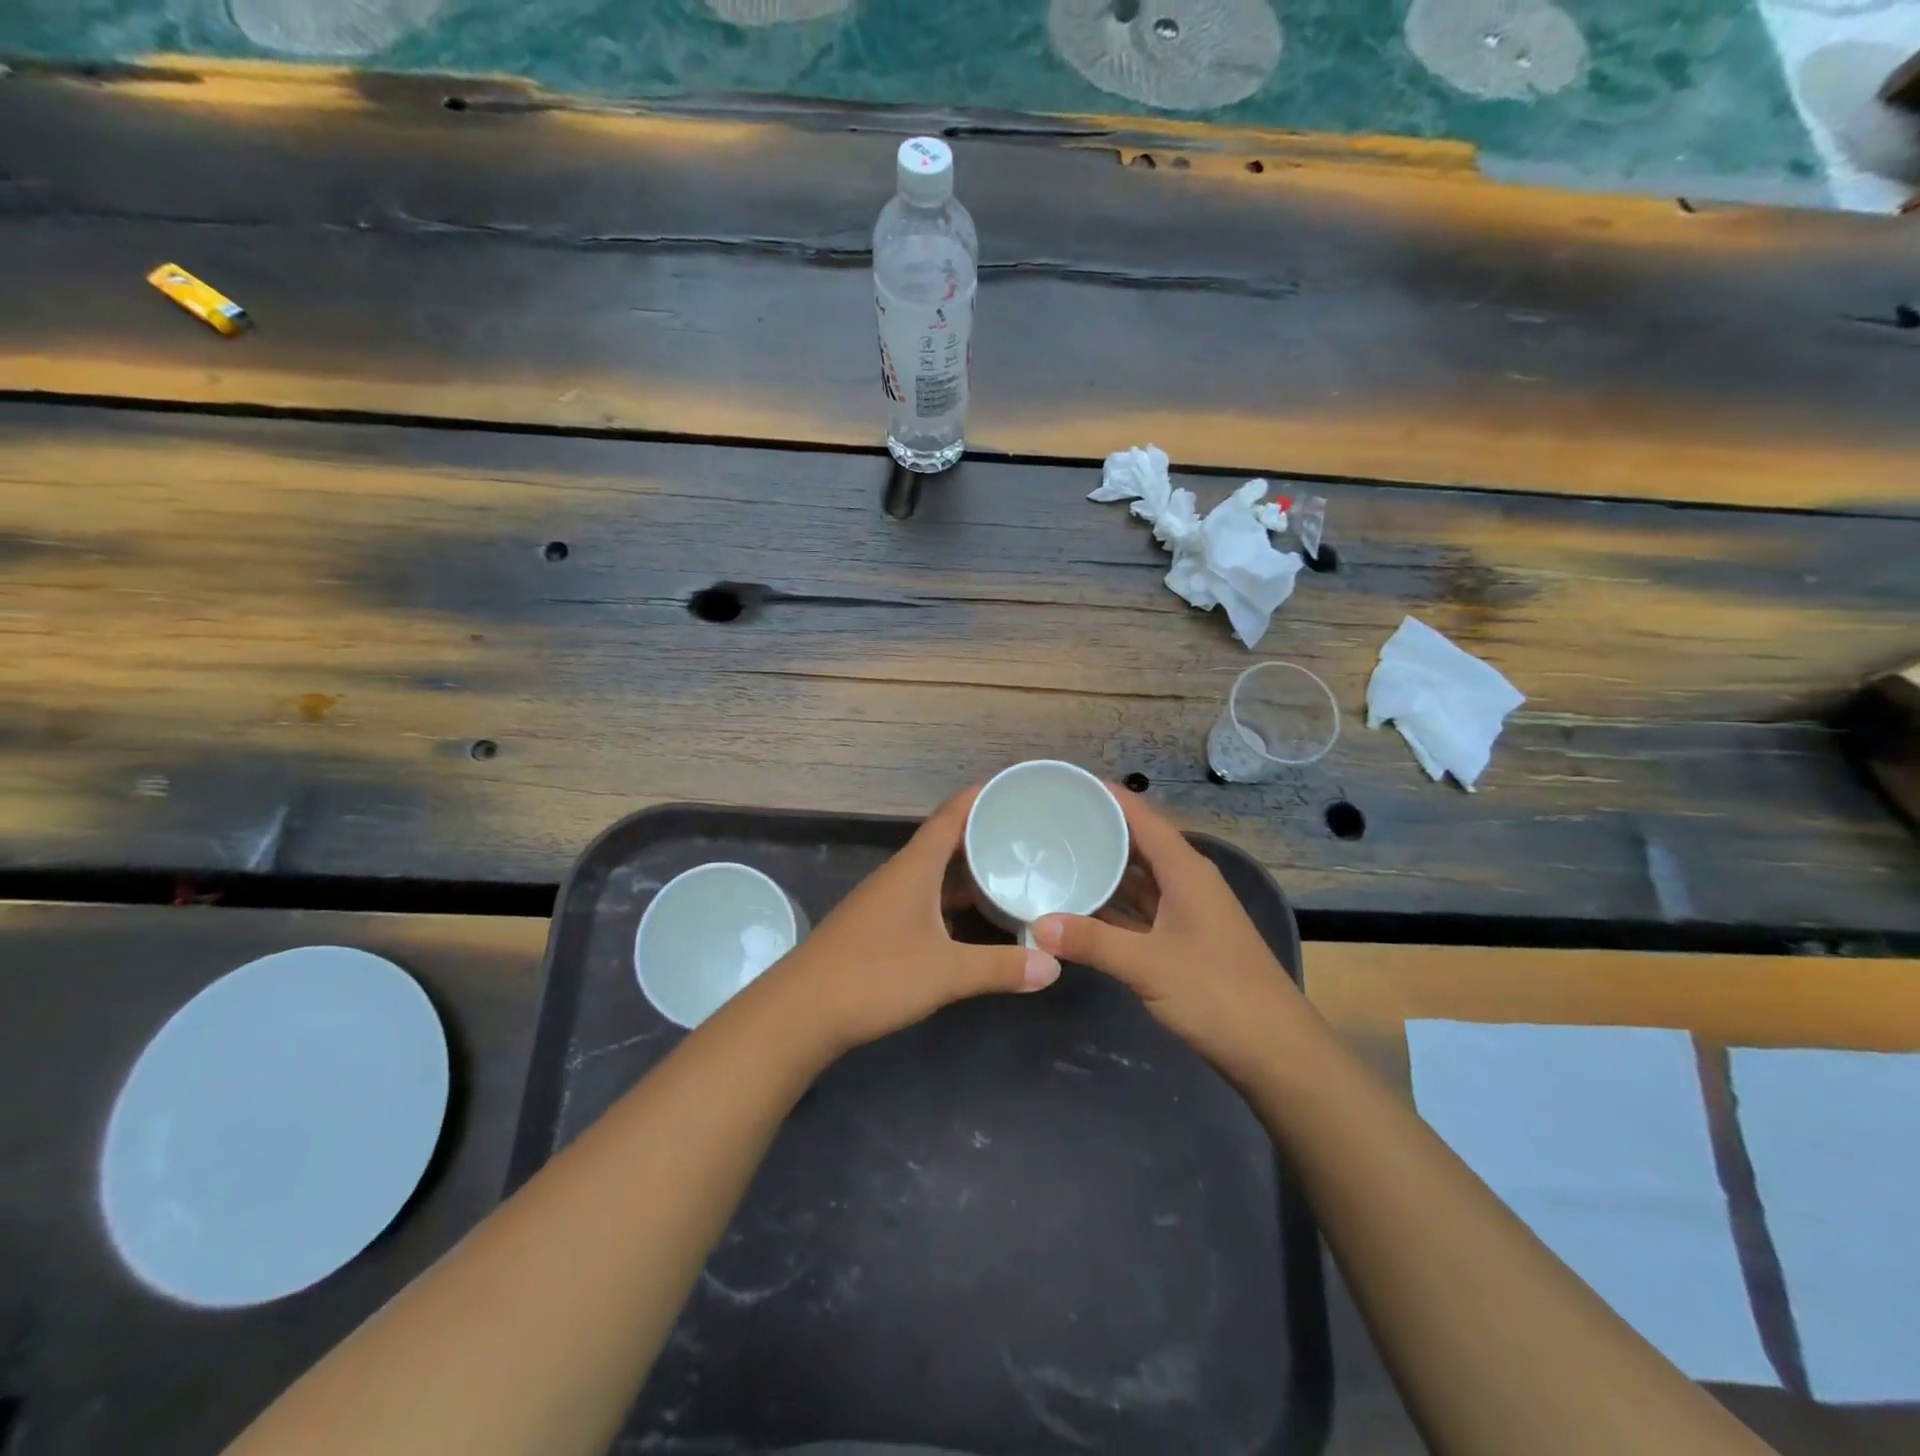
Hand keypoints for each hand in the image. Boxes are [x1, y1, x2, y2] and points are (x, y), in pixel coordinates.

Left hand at [762, 786, 1061, 1056]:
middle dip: (980, 833)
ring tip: (1005, 870)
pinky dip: (947, 899)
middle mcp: (898, 875)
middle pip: (943, 841)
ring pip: (931, 872)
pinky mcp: (875, 927)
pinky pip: (921, 898)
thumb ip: (1000, 967)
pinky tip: (968, 919)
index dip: (980, 797)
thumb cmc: (875, 976)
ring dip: (964, 868)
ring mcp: (883, 901)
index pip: (950, 816)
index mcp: (914, 867)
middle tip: (1024, 833)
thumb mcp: (946, 973)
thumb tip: (1054, 966)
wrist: (800, 1012)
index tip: (1014, 788)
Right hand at [1032, 790, 1304, 1077]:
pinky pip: (1138, 911)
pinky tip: (1078, 909)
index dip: (1107, 797)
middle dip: (1097, 831)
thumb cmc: (1217, 994)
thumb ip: (1093, 942)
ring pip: (1137, 880)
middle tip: (1048, 822)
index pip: (1142, 817)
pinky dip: (1111, 908)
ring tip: (1055, 858)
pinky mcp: (1181, 942)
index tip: (1066, 783)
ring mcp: (1185, 913)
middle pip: (1137, 844)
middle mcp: (1186, 883)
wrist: (1275, 1051)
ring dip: (1102, 871)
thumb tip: (1038, 924)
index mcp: (1186, 871)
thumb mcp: (1149, 965)